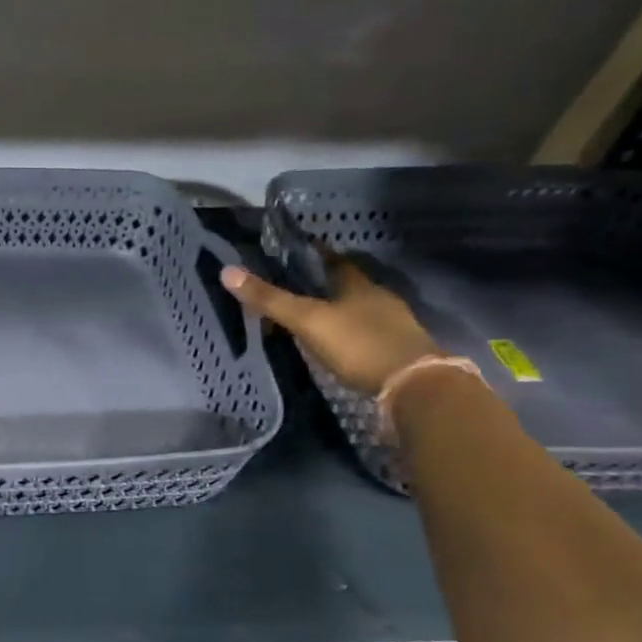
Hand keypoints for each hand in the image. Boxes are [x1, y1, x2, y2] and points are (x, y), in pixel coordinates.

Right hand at [221, 259, 437, 395]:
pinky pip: (368, 332)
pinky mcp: (399, 350)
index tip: (291, 256)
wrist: (414, 386)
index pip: (332, 260)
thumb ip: (269, 299)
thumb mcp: (307, 320)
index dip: (312, 255)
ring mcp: (394, 324)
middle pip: (346, 284)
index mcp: (357, 283)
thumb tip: (227, 271)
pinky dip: (350, 333)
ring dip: (337, 311)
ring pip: (358, 309)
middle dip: (322, 285)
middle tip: (294, 290)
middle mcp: (379, 297)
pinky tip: (338, 344)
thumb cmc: (358, 344)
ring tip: (311, 319)